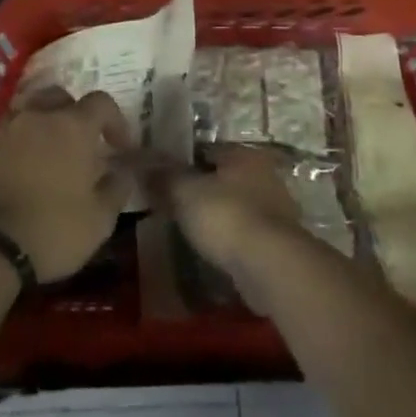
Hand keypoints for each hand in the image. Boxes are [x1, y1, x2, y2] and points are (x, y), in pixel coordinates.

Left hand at [0, 89, 133, 283]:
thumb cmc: (51, 230)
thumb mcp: (98, 221)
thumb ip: (115, 190)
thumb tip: (123, 172)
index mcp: (72, 127)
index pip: (101, 103)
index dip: (114, 120)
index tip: (119, 147)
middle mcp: (37, 117)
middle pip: (59, 96)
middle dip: (73, 113)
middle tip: (79, 144)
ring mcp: (4, 130)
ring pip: (28, 112)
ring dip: (42, 126)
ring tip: (47, 156)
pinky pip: (5, 135)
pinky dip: (17, 146)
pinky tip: (19, 173)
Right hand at [147, 145, 306, 286]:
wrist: (270, 267)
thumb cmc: (225, 217)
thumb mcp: (184, 192)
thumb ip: (162, 176)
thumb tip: (136, 159)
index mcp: (243, 155)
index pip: (207, 149)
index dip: (183, 161)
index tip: (163, 176)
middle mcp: (265, 176)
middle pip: (224, 178)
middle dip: (203, 190)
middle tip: (175, 204)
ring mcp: (277, 211)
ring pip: (237, 206)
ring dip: (219, 216)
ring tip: (191, 230)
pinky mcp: (280, 244)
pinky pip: (247, 234)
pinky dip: (231, 240)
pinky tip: (214, 251)